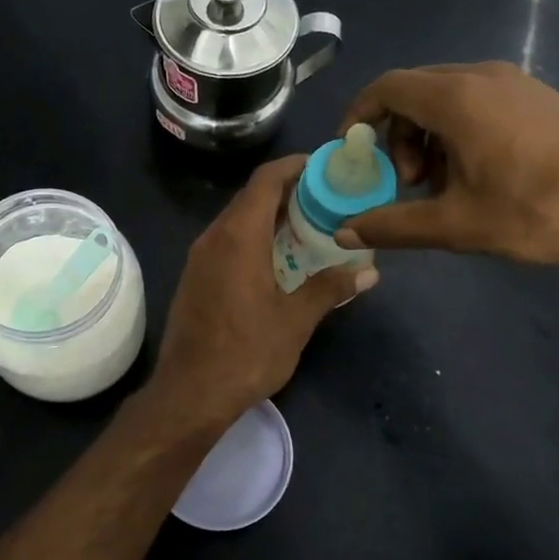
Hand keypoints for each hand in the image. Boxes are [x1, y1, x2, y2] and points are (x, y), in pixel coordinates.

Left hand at [150, 155, 372, 423]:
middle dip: (287, 193)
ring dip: (270, 218)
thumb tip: (368, 271)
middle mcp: (214, 237)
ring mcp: (199, 258)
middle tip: (326, 200)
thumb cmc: (246, 352)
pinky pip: (226, 243)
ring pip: (237, 221)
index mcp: (239, 236)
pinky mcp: (194, 278)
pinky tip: (277, 260)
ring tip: (308, 228)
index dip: (294, 166)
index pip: (265, 180)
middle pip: (251, 198)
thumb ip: (330, 288)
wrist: (189, 393)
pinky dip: (253, 239)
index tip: (323, 167)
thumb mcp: (295, 320)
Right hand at [337, 62, 558, 269]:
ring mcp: (516, 82)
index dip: (359, 115)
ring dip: (428, 136)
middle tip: (408, 183)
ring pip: (447, 97)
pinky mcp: (539, 96)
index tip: (351, 151)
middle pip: (415, 91)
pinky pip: (479, 101)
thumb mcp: (455, 225)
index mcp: (457, 98)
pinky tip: (478, 174)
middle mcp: (483, 76)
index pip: (387, 87)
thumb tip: (344, 233)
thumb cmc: (536, 211)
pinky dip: (458, 131)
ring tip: (442, 185)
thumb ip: (392, 225)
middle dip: (396, 135)